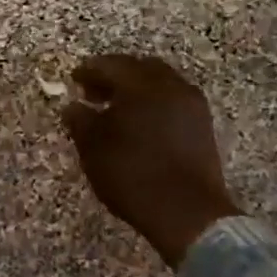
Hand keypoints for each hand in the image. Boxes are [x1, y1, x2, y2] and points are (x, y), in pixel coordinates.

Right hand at [62, 54, 241, 266]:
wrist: (187, 211)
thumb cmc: (132, 175)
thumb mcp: (94, 149)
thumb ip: (81, 122)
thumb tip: (73, 106)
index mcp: (141, 85)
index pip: (111, 65)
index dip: (90, 70)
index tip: (75, 79)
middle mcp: (171, 86)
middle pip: (140, 68)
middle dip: (116, 76)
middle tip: (95, 92)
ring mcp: (192, 105)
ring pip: (160, 84)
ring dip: (137, 90)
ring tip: (117, 111)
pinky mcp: (203, 126)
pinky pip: (174, 101)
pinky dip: (154, 104)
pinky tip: (141, 125)